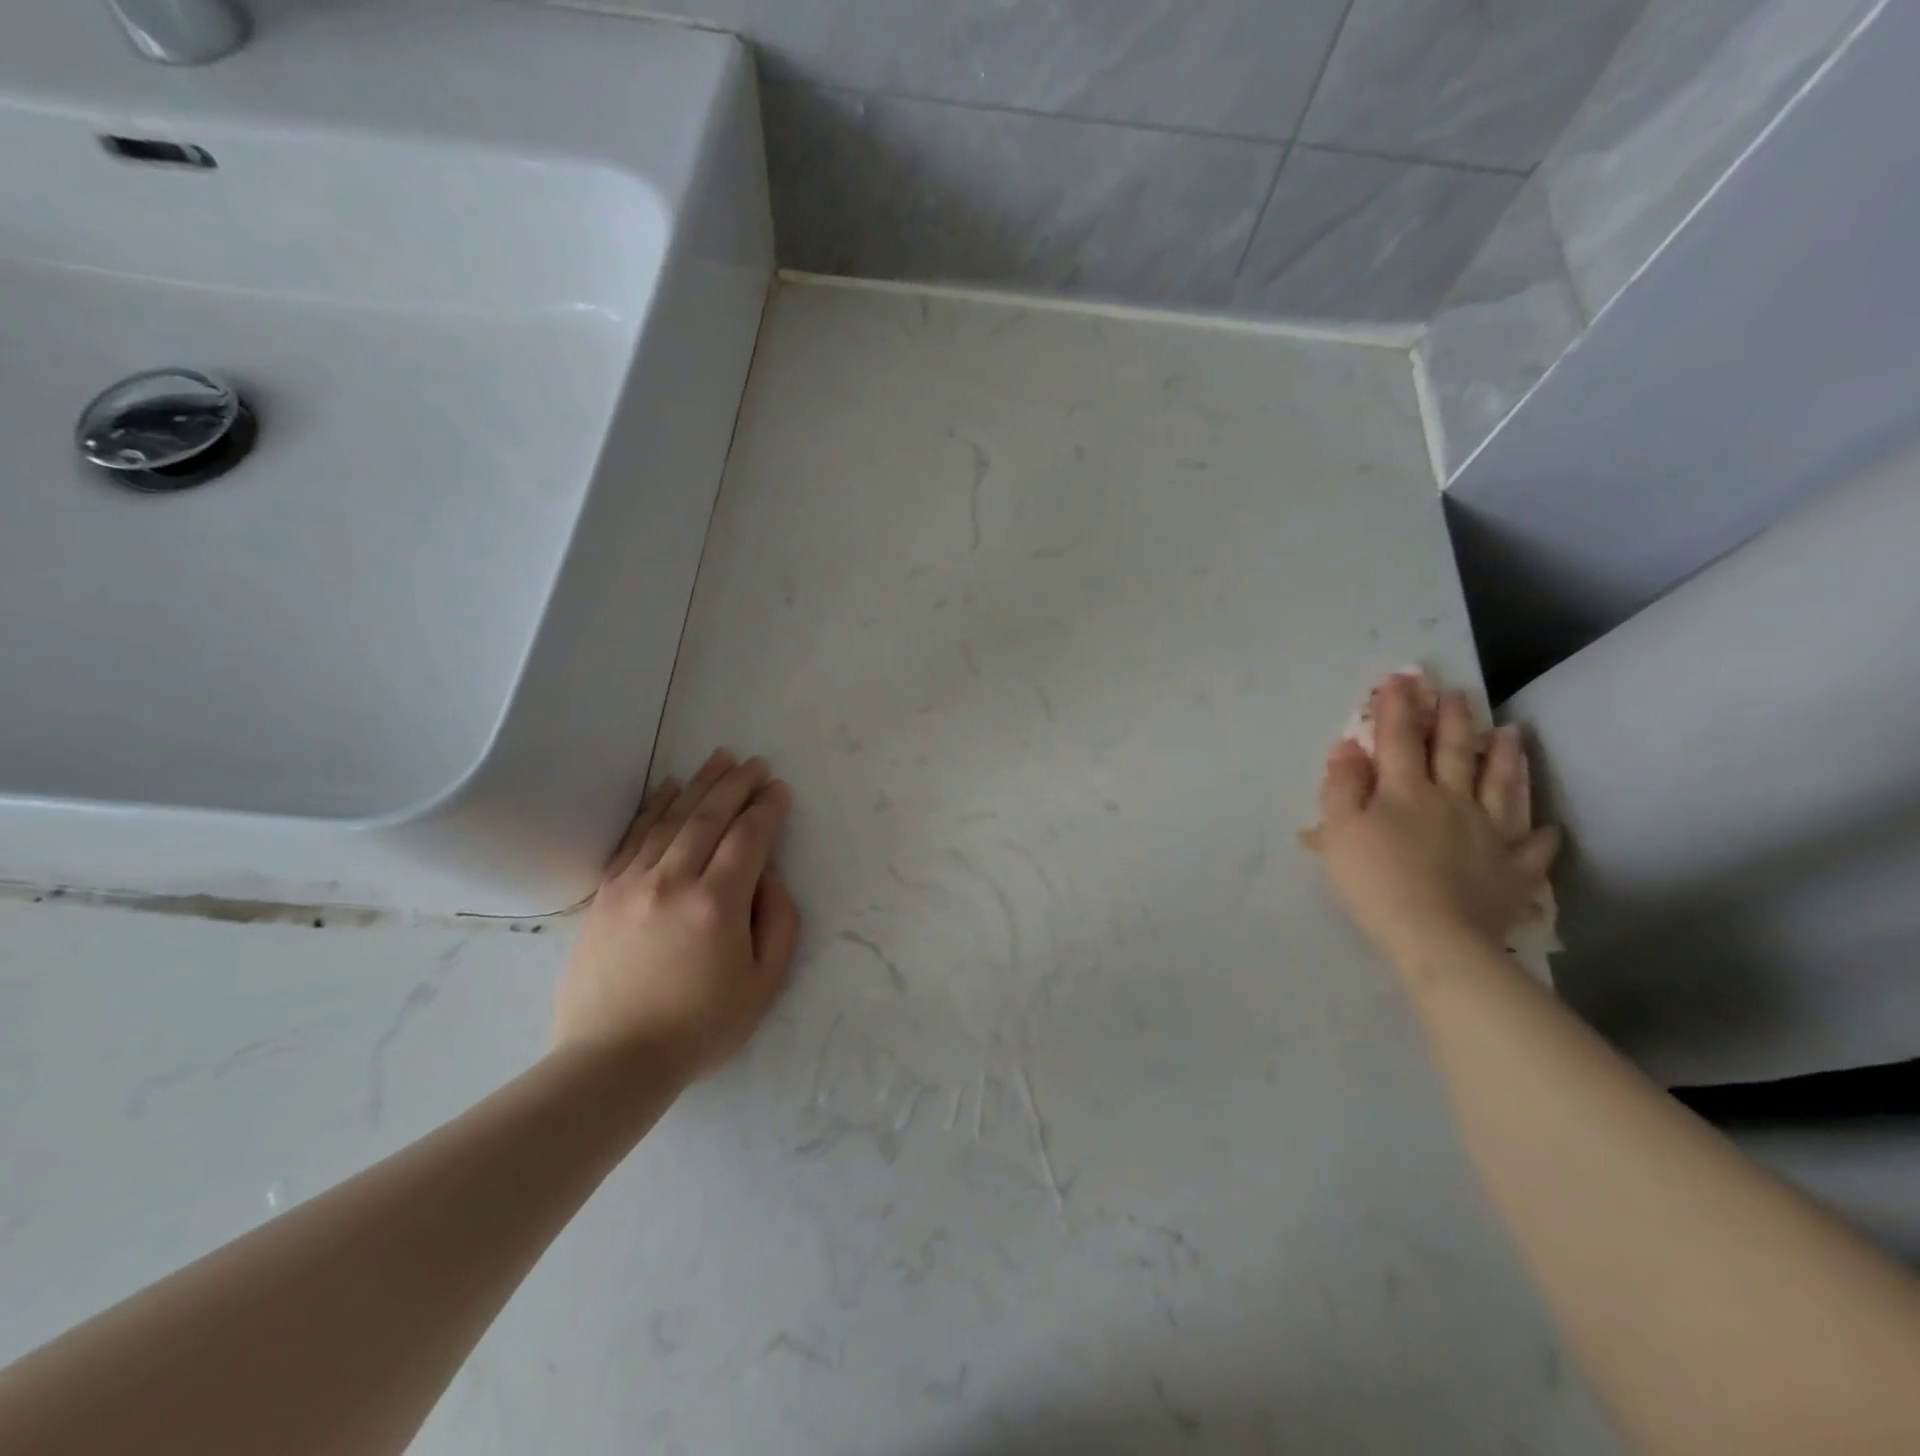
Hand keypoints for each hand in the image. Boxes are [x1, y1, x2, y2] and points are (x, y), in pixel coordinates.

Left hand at [554, 749, 801, 1080]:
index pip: (749, 838)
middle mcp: (674, 881)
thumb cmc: (700, 1027)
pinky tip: (668, 786)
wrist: (614, 1059)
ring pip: (672, 819)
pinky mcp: (606, 893)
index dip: (767, 809)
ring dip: (700, 784)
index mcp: (717, 904)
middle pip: (710, 817)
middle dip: (737, 784)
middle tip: (756, 762)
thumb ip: (779, 921)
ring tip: (720, 757)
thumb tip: (768, 875)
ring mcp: (634, 883)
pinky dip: (654, 807)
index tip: (779, 789)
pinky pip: (634, 837)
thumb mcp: (764, 983)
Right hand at [1316, 674, 1558, 970]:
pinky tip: (1547, 829)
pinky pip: (1532, 850)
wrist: (1435, 938)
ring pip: (1501, 787)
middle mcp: (1452, 801)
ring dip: (1505, 758)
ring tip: (1511, 732)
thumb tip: (1350, 748)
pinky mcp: (1512, 871)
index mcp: (1405, 791)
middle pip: (1455, 752)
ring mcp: (1489, 834)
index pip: (1400, 738)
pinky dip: (1541, 837)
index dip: (1399, 707)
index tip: (1402, 678)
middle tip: (1458, 692)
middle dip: (1453, 719)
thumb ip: (1342, 787)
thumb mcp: (1340, 831)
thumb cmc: (1375, 881)